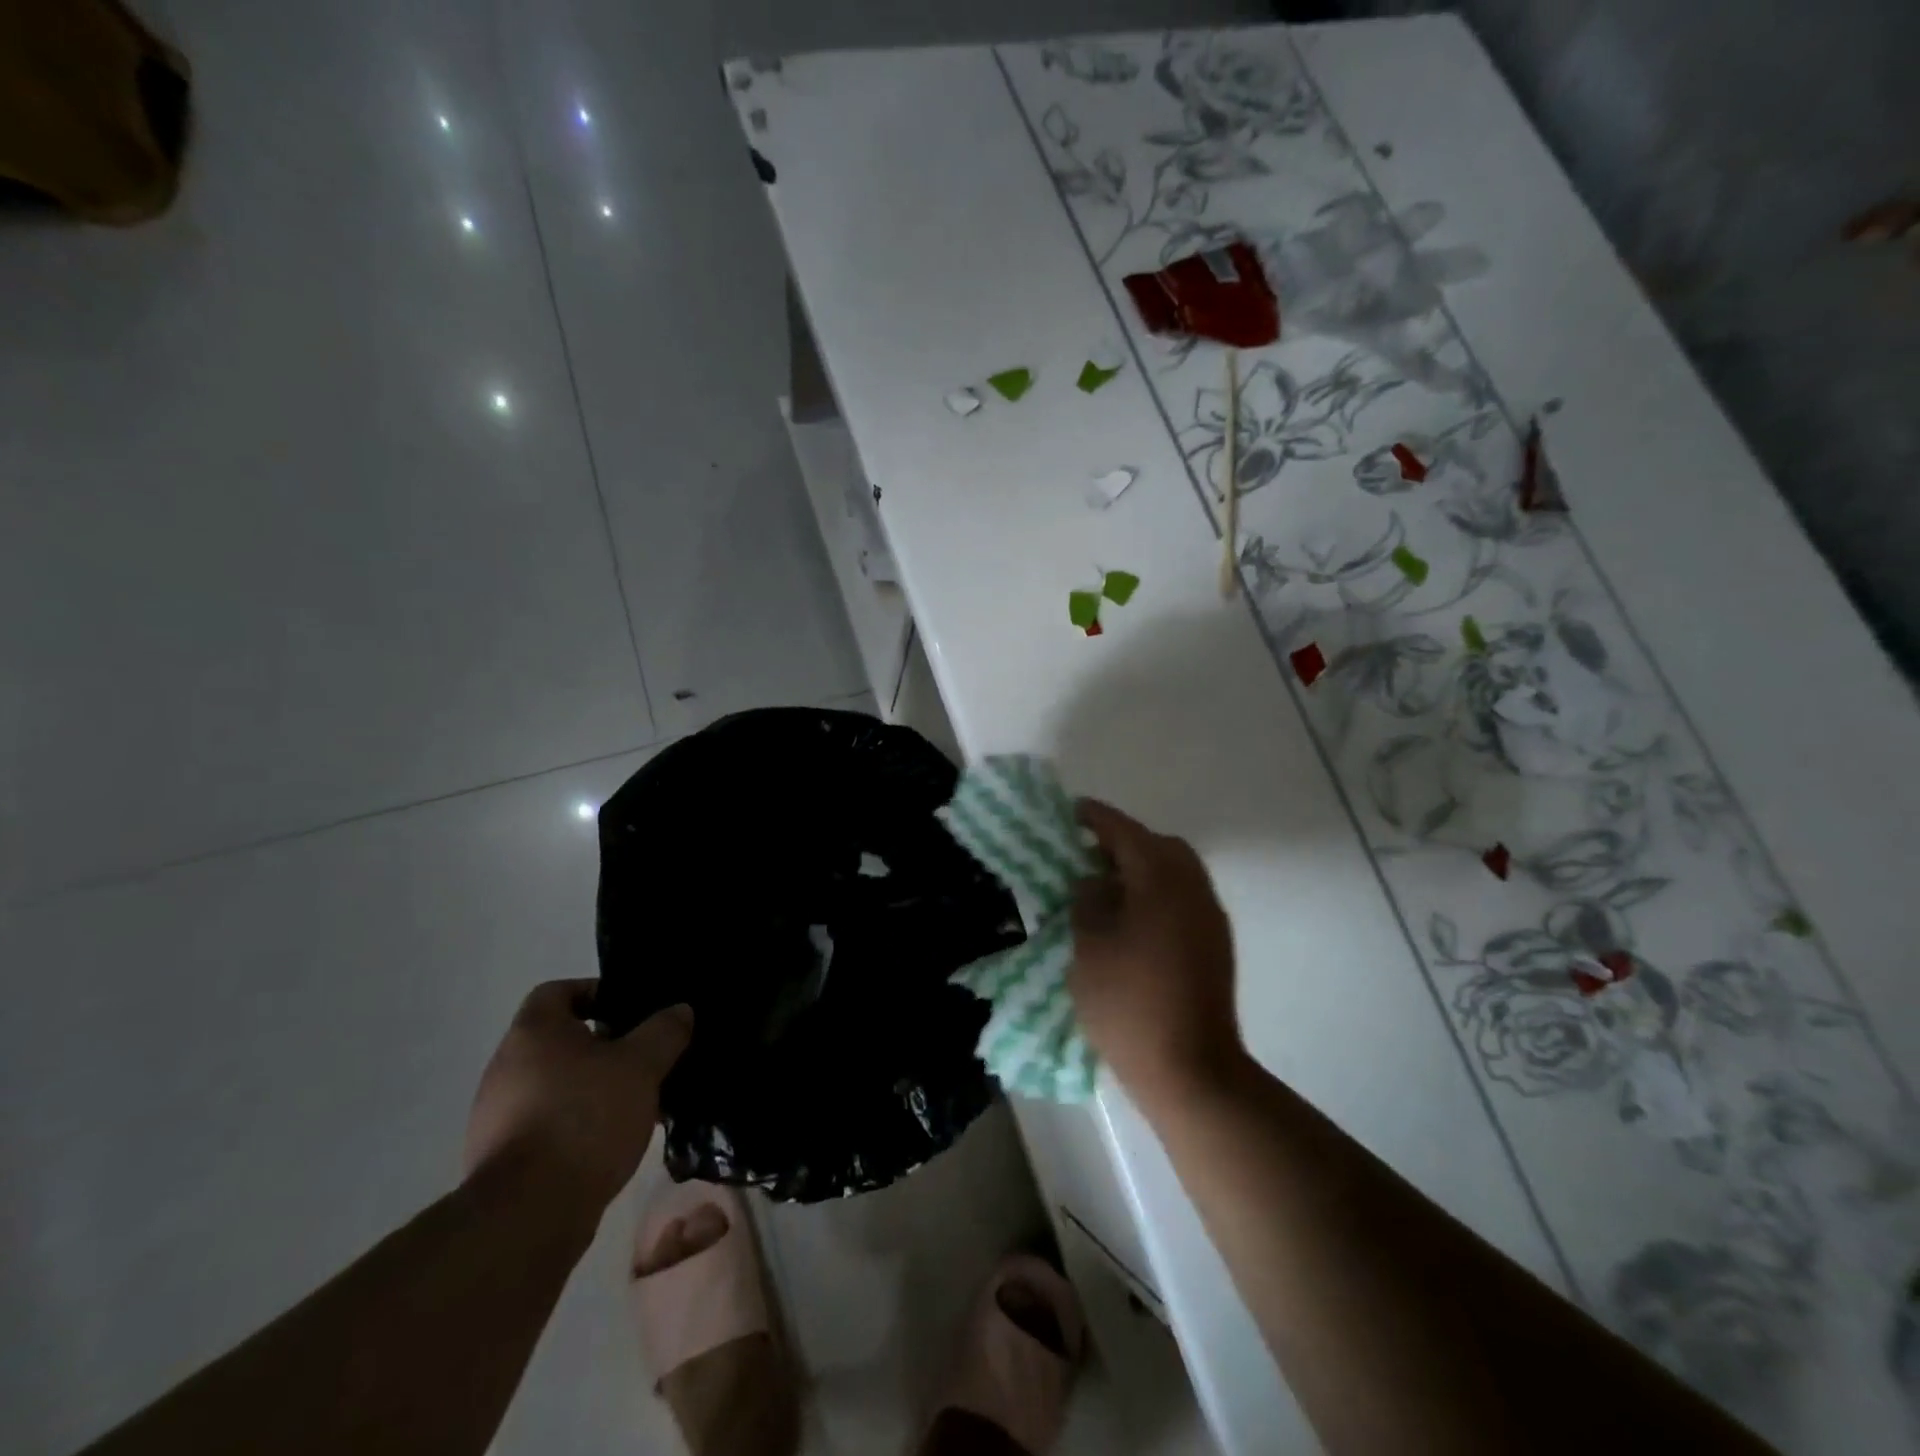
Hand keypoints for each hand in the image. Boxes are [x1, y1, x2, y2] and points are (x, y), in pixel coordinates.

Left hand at [463, 980, 692, 1222]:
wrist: (527, 1215)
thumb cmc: (585, 1119)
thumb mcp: (641, 1066)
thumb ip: (664, 1032)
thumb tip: (680, 1010)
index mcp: (533, 1033)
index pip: (558, 991)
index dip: (596, 992)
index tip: (630, 1010)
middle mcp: (506, 1067)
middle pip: (559, 1040)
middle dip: (604, 1046)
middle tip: (643, 1057)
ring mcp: (497, 1115)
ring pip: (555, 1084)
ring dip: (592, 1088)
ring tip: (635, 1103)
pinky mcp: (501, 1158)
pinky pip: (546, 1123)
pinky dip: (576, 1124)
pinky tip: (609, 1141)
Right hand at [1069, 800, 1242, 1110]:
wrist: (1191, 1070)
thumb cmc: (1129, 1003)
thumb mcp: (1089, 947)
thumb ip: (1087, 902)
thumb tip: (1093, 881)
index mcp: (1161, 880)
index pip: (1125, 832)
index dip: (1096, 818)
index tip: (1071, 810)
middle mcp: (1193, 888)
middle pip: (1159, 846)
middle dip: (1123, 842)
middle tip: (1087, 853)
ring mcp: (1210, 917)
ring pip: (1176, 872)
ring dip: (1142, 869)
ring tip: (1104, 886)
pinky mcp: (1215, 944)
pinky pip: (1183, 898)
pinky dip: (1156, 892)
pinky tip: (1130, 918)